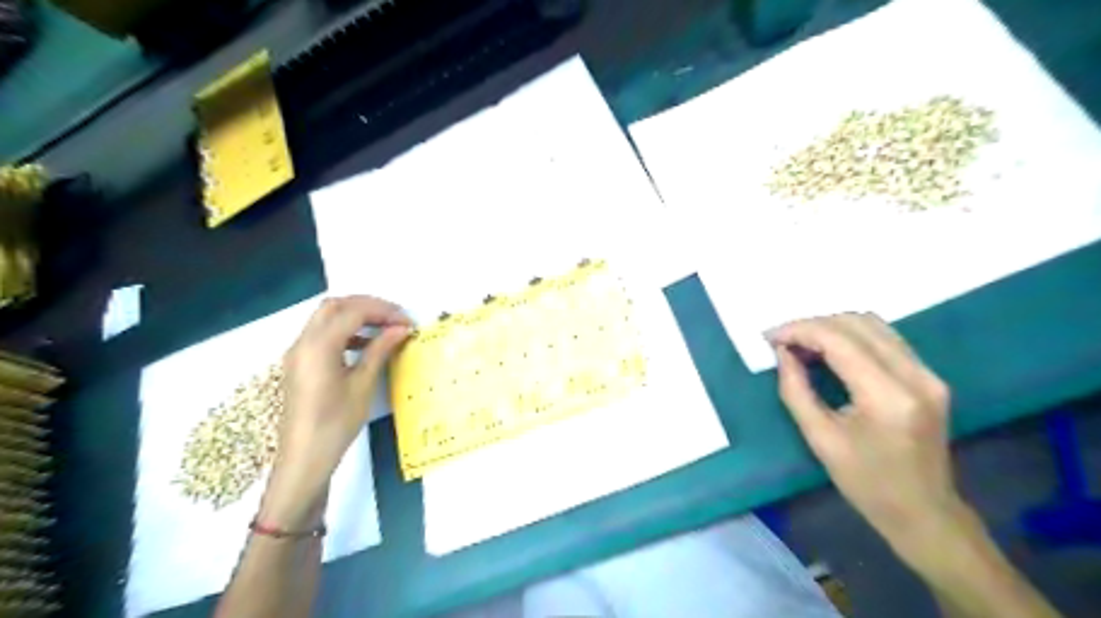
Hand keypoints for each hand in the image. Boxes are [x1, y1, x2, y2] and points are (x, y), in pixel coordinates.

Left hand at [260, 297, 409, 527]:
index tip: (407, 322)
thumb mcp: (362, 385)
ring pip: (326, 317)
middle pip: (334, 306)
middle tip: (394, 318)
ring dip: (355, 316)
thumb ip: (379, 350)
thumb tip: (401, 328)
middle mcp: (303, 342)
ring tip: (384, 328)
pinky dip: (344, 330)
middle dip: (367, 306)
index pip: (352, 312)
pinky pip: (321, 334)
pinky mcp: (299, 363)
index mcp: (318, 346)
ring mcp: (298, 352)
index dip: (383, 311)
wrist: (303, 459)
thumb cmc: (336, 424)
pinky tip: (365, 345)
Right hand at [767, 315, 965, 564]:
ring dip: (832, 327)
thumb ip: (796, 389)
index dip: (800, 330)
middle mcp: (915, 376)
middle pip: (857, 324)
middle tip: (782, 341)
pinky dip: (851, 336)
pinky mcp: (928, 377)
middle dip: (813, 325)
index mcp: (887, 396)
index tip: (770, 337)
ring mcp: (927, 374)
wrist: (924, 512)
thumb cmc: (866, 483)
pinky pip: (885, 339)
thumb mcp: (820, 438)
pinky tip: (828, 350)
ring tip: (801, 343)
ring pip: (873, 324)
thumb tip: (782, 352)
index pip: (839, 340)